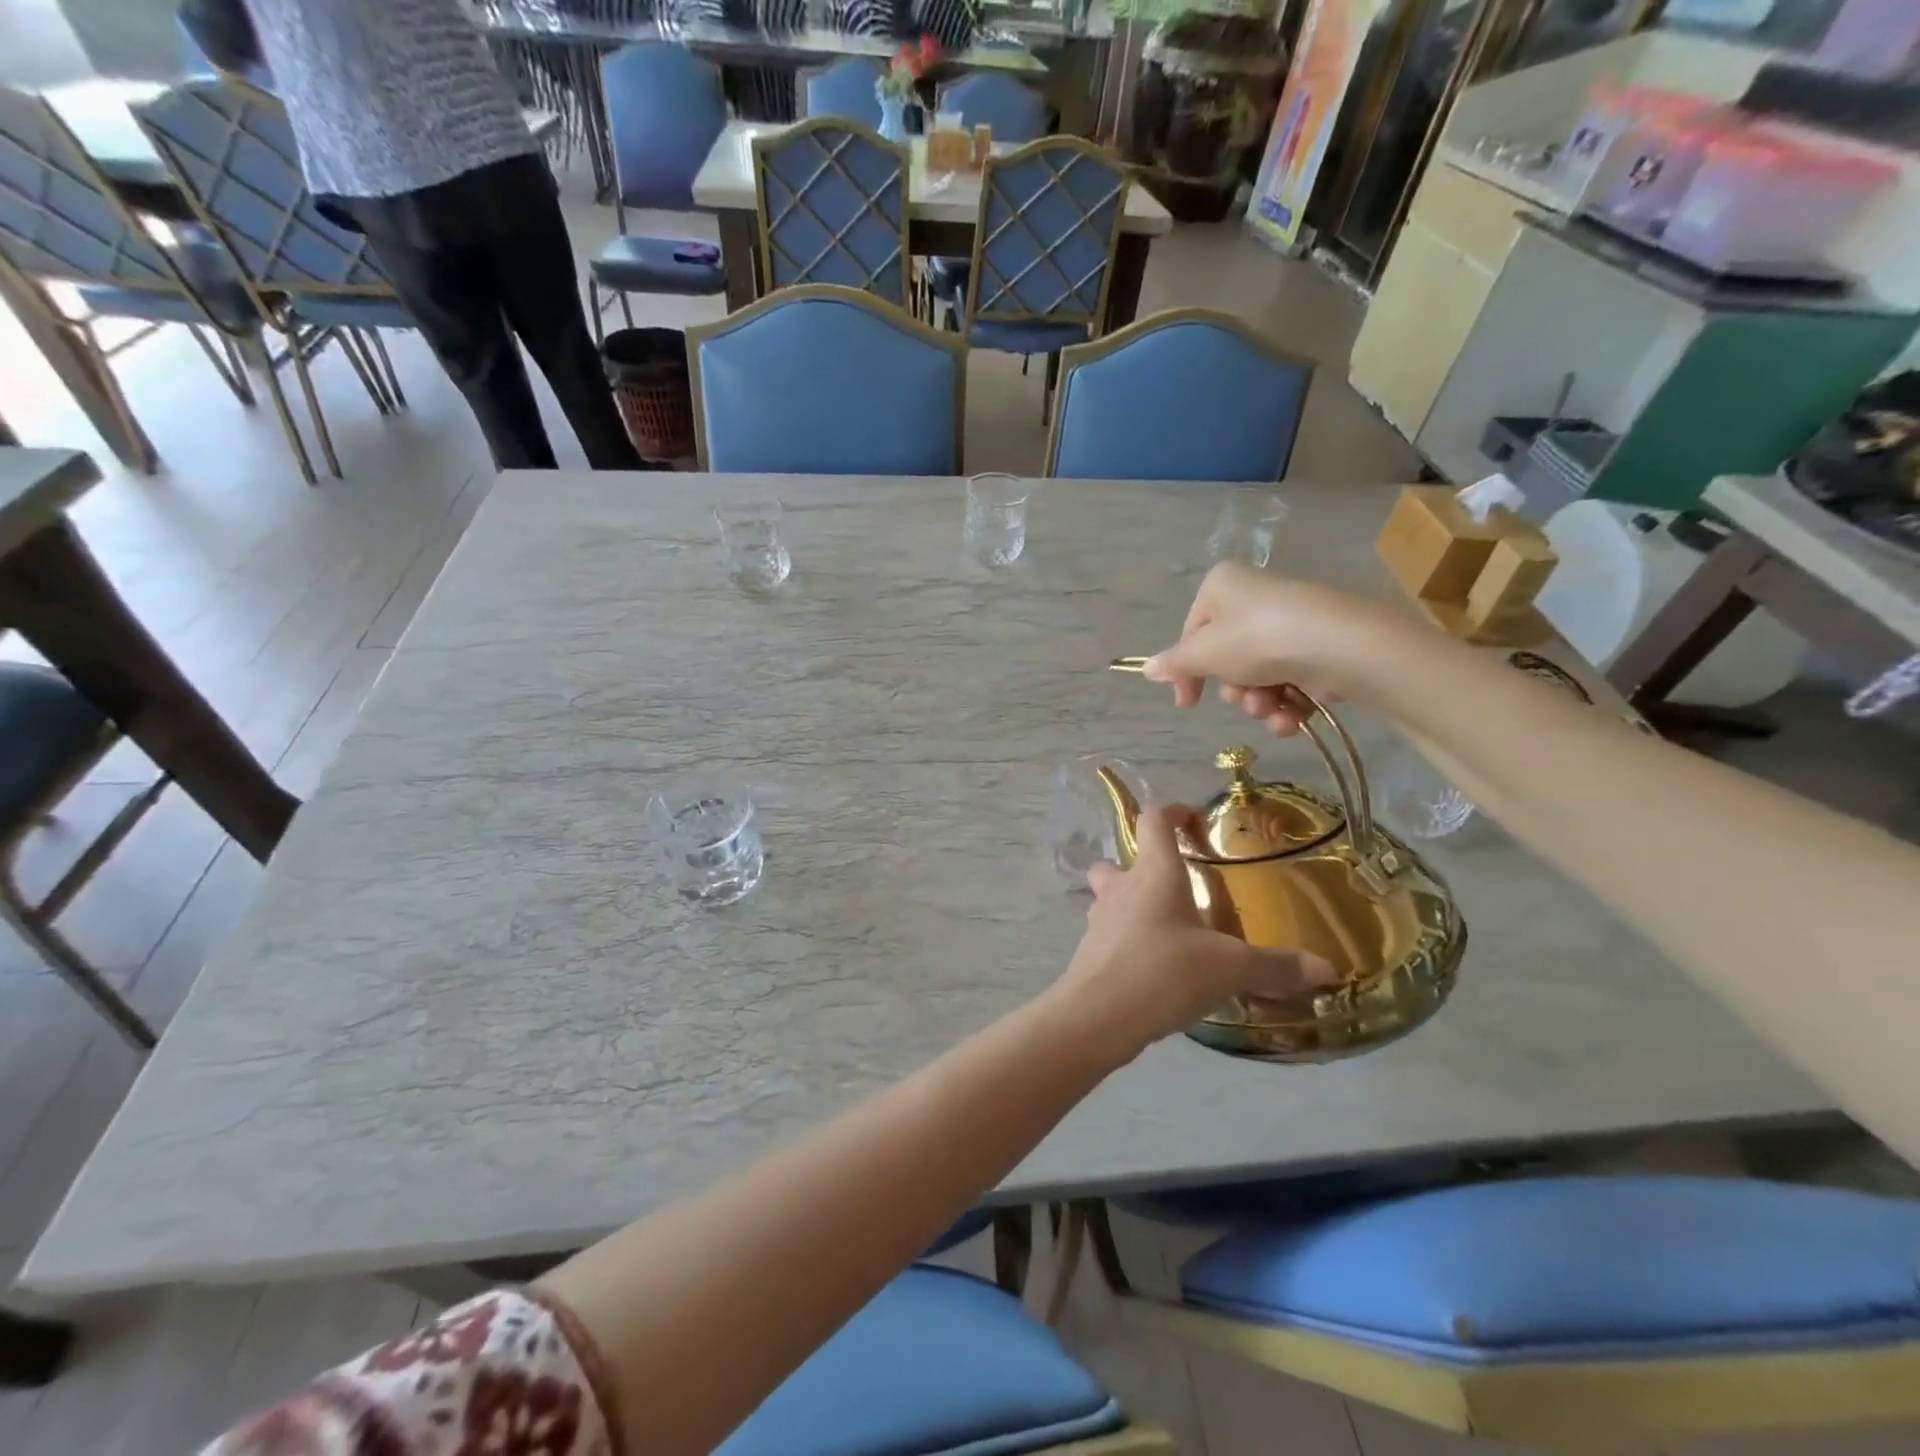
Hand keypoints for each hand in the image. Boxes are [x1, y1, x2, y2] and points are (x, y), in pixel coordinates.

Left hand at [1055, 804, 1333, 1059]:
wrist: (1098, 1016)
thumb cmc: (1165, 972)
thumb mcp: (1230, 968)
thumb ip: (1276, 966)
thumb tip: (1327, 968)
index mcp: (1154, 873)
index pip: (1154, 820)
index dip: (1172, 812)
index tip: (1194, 821)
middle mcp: (1121, 888)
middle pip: (1120, 859)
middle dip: (1144, 866)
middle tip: (1178, 888)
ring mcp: (1099, 920)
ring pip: (1110, 897)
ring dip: (1134, 904)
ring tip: (1169, 930)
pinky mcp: (1088, 952)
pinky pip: (1110, 933)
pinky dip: (1128, 940)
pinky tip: (1154, 967)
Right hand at [1142, 565, 1408, 735]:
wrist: (1341, 645)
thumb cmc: (1258, 639)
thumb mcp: (1204, 653)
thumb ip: (1175, 664)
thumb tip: (1146, 669)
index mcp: (1222, 587)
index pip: (1191, 633)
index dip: (1187, 673)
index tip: (1187, 705)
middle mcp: (1254, 598)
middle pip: (1227, 658)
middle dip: (1234, 690)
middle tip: (1244, 699)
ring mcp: (1289, 622)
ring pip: (1259, 675)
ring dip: (1260, 702)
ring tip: (1273, 709)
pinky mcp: (1319, 646)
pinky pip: (1290, 680)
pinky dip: (1288, 704)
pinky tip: (1293, 717)